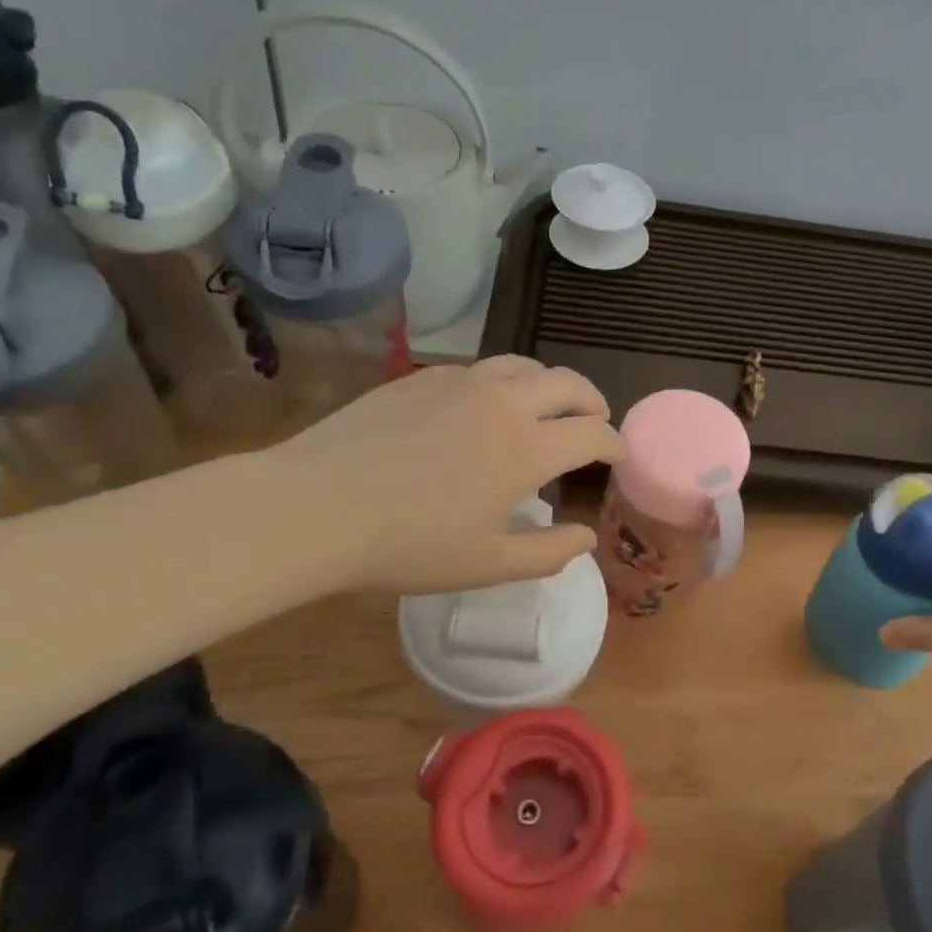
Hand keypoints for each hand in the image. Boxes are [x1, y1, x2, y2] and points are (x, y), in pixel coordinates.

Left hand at [257, 357, 624, 593]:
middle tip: (595, 422)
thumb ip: (548, 552)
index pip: (593, 433)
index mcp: (526, 448)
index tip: (617, 456)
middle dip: (593, 401)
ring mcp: (459, 383)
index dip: (614, 445)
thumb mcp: (488, 565)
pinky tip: (484, 409)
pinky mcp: (421, 378)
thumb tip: (587, 537)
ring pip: (524, 366)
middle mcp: (503, 402)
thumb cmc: (408, 546)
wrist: (315, 508)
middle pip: (568, 383)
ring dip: (549, 385)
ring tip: (547, 407)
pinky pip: (479, 370)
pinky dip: (502, 384)